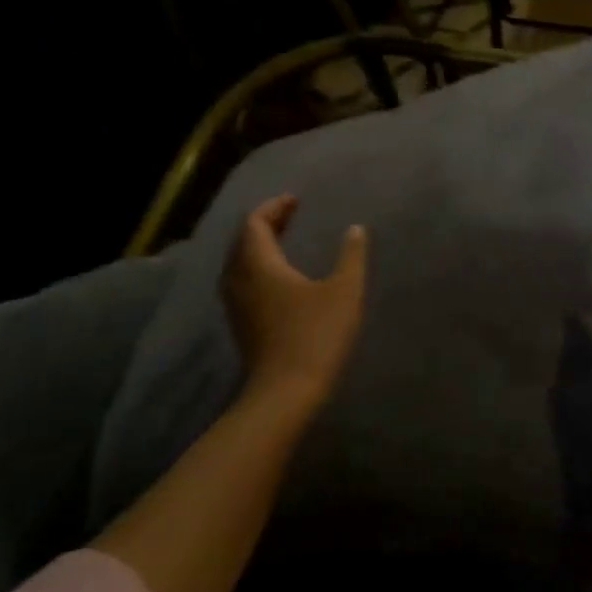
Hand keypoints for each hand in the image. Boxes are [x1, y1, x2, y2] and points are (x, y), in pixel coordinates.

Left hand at [221, 194, 367, 408]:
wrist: (287, 390)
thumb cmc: (317, 335)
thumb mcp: (345, 291)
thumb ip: (351, 256)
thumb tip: (355, 229)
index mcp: (259, 264)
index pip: (255, 224)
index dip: (273, 208)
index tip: (295, 200)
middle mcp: (239, 279)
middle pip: (243, 241)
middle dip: (265, 224)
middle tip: (291, 216)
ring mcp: (237, 305)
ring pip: (240, 263)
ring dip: (259, 247)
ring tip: (284, 242)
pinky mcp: (242, 324)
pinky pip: (243, 282)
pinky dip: (258, 268)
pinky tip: (279, 278)